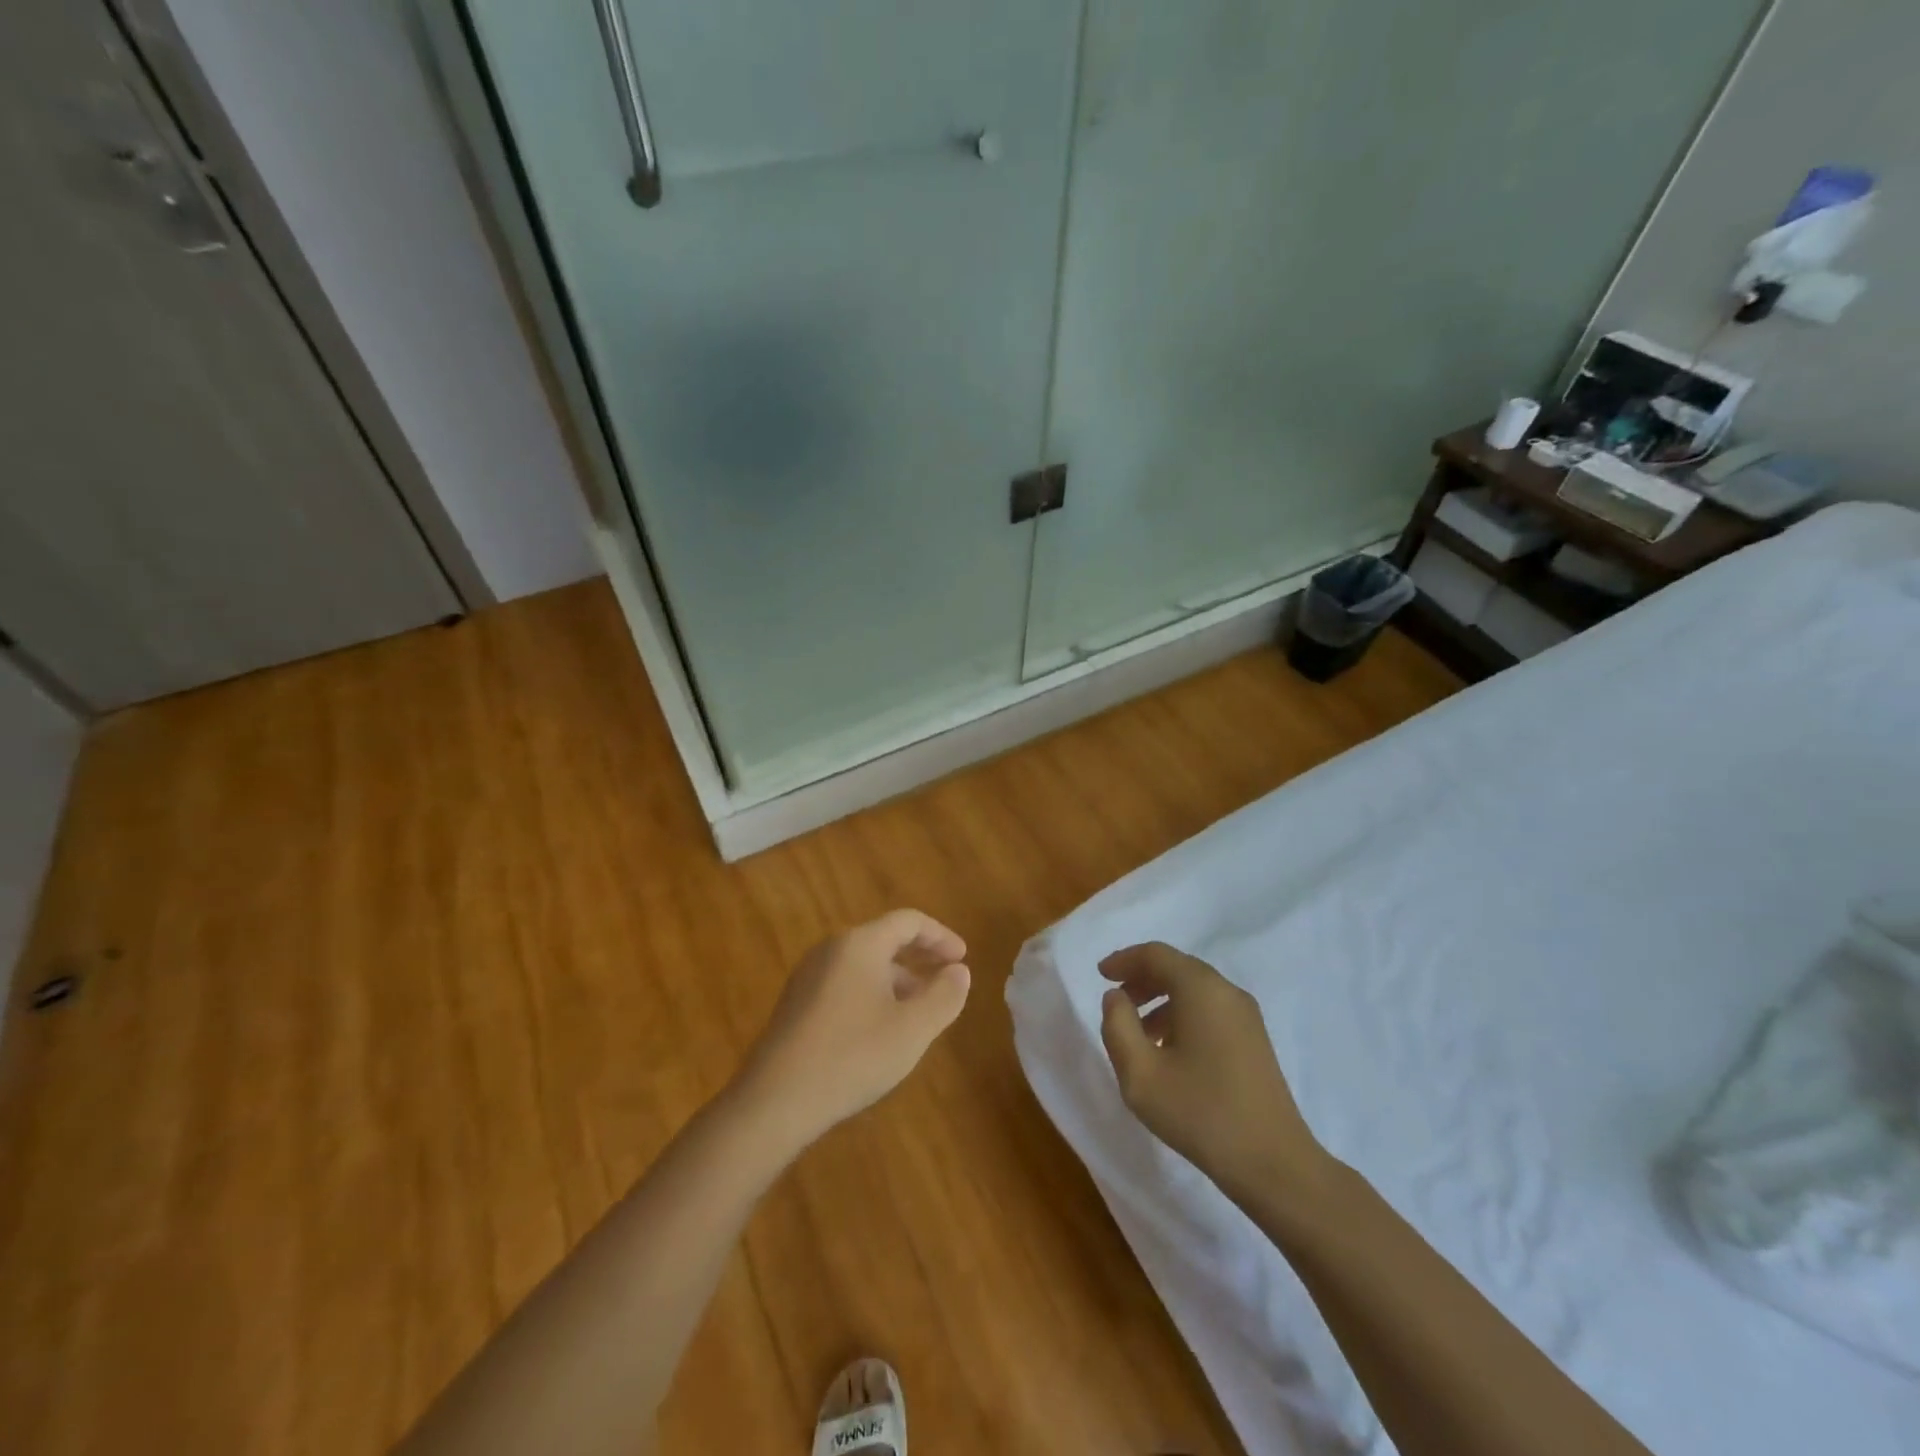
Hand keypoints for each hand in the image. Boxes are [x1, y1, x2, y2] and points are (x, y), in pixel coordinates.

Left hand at [735, 910, 970, 1146]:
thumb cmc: (852, 1056)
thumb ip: (943, 996)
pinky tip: (880, 1031)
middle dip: (920, 958)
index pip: (908, 921)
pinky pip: (844, 984)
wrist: (774, 1101)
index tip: (963, 959)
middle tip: (946, 981)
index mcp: (860, 944)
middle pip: (884, 939)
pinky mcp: (796, 1004)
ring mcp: (808, 976)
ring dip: (897, 980)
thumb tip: (959, 971)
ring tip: (918, 1012)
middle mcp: (831, 949)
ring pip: (864, 964)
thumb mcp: (912, 1029)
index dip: (941, 936)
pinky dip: (872, 994)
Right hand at [1099, 942, 1329, 1202]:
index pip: (1156, 955)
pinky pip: (1210, 1009)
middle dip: (1142, 979)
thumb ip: (1118, 1026)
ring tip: (1137, 1033)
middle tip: (1116, 1001)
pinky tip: (1169, 1051)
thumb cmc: (1200, 1113)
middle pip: (1177, 968)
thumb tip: (1116, 997)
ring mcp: (1246, 1016)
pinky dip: (1182, 1015)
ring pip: (1194, 990)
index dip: (1124, 960)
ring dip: (1161, 1000)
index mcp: (1201, 989)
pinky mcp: (1255, 1040)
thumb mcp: (1140, 1074)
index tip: (1101, 975)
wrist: (1273, 1163)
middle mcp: (1227, 991)